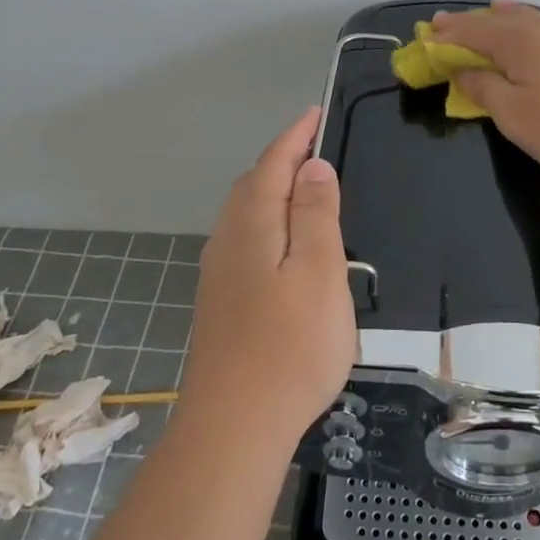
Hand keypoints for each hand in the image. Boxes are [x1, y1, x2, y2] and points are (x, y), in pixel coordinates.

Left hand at [182, 107, 356, 447]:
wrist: (235, 426)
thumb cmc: (291, 345)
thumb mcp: (319, 272)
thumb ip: (316, 215)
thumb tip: (312, 167)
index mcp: (252, 225)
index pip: (273, 164)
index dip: (295, 137)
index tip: (315, 114)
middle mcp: (227, 241)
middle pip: (252, 185)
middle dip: (281, 160)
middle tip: (315, 148)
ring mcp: (219, 274)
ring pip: (245, 214)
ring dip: (272, 191)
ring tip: (304, 188)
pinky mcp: (221, 302)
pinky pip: (245, 240)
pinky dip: (267, 222)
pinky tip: (283, 244)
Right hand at [428, 1, 539, 181]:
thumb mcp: (516, 116)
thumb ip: (485, 89)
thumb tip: (462, 69)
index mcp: (518, 42)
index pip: (472, 32)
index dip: (447, 35)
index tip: (426, 35)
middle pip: (500, 20)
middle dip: (472, 23)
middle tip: (449, 25)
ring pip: (532, 19)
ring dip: (506, 17)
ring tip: (494, 10)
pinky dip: (535, 25)